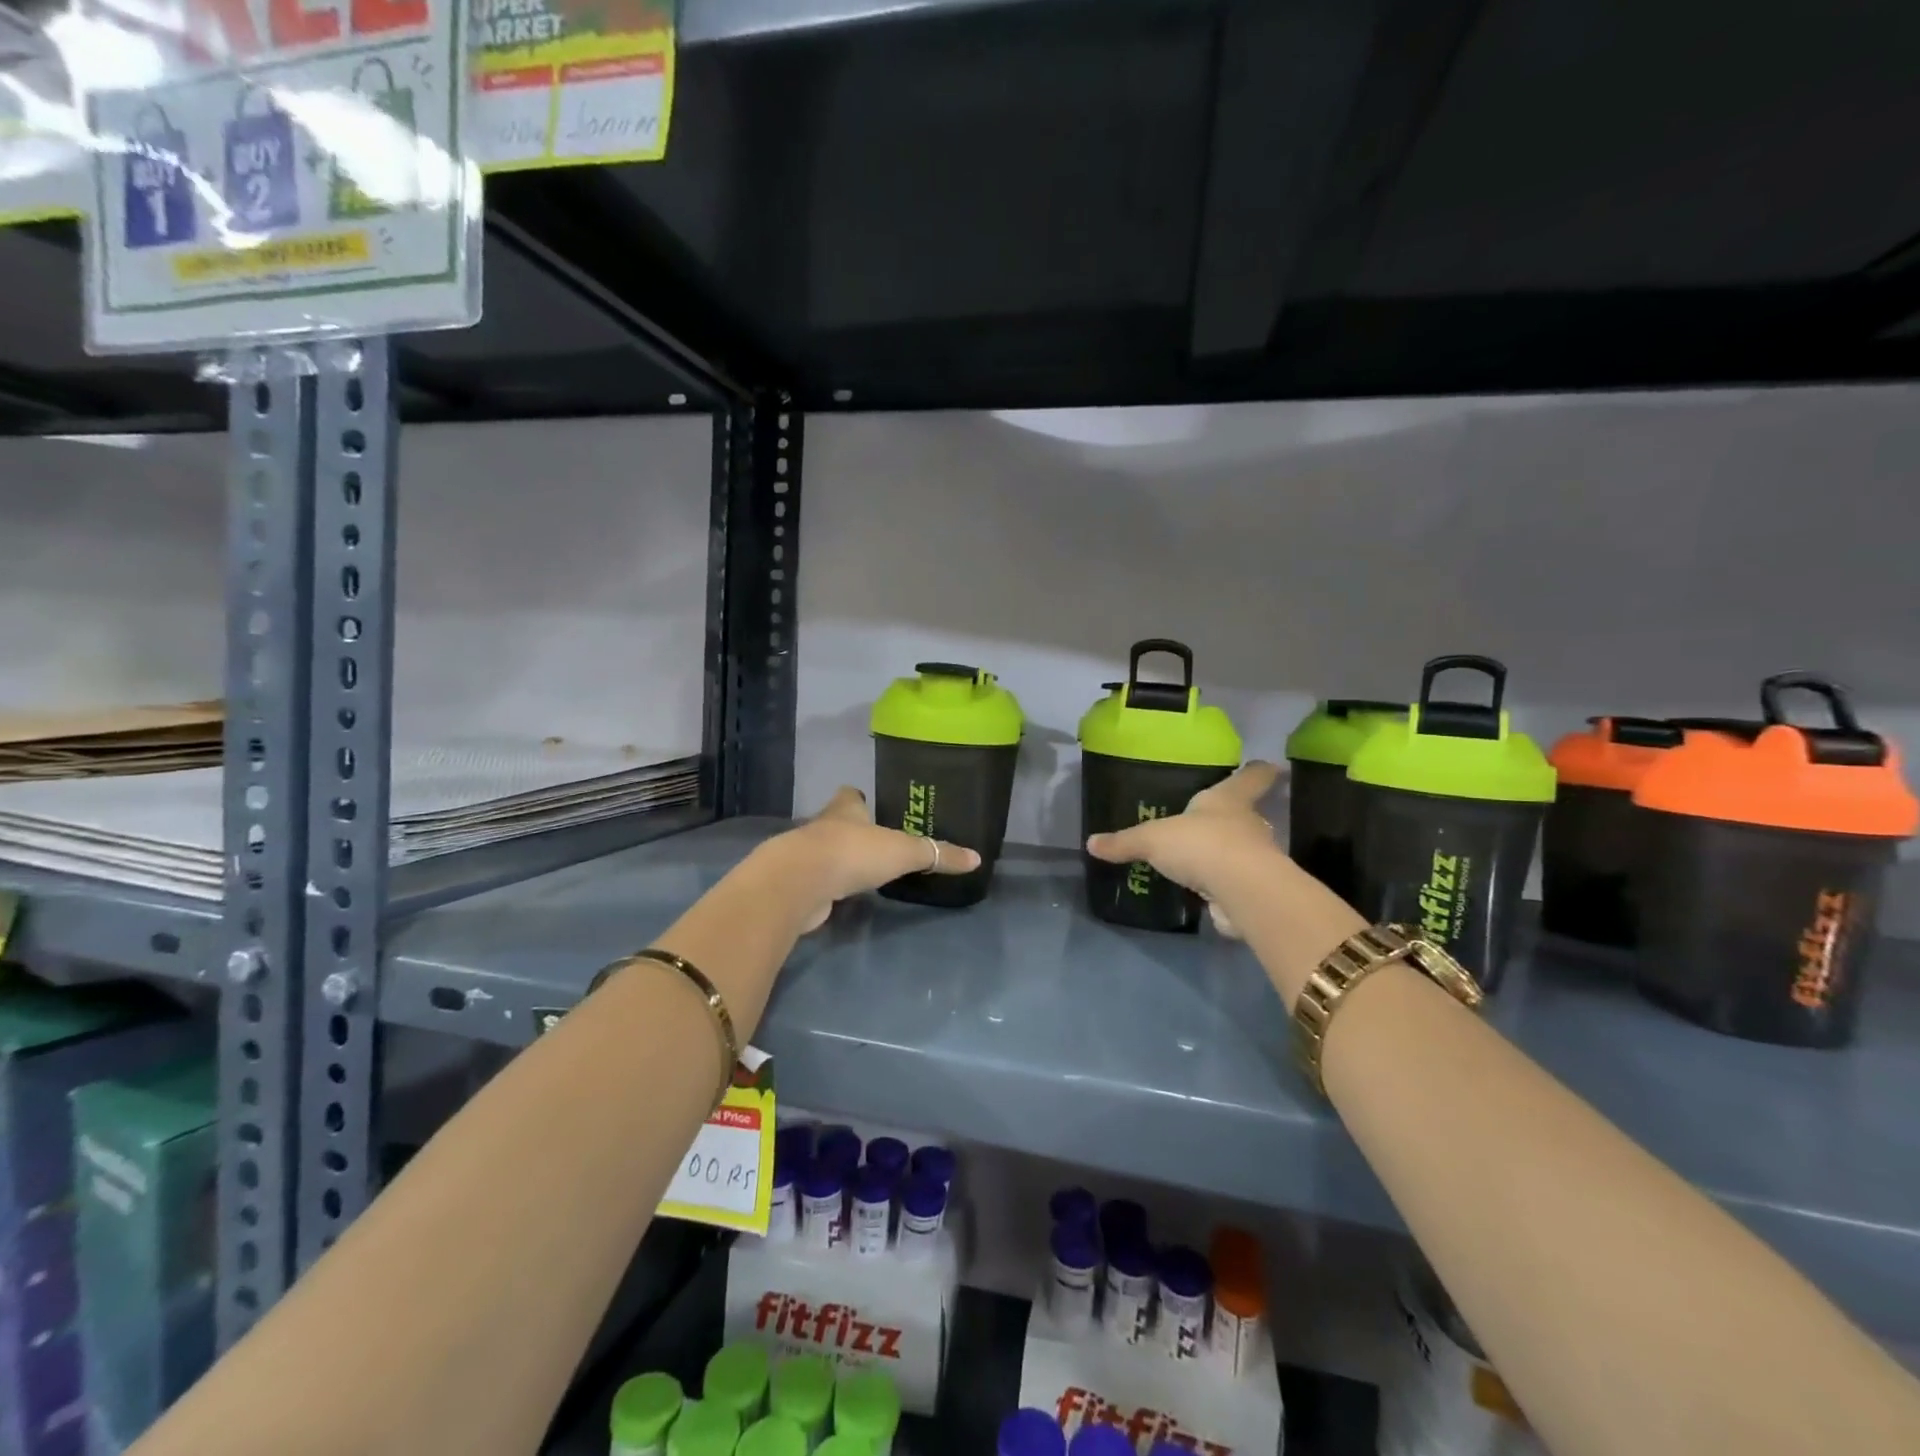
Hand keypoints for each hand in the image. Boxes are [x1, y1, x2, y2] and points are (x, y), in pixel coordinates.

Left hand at [774, 787, 981, 931]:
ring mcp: (807, 856)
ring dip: (842, 861)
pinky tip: (845, 897)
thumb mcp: (903, 851)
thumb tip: (975, 858)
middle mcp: (823, 827)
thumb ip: (937, 854)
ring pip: (827, 853)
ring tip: (866, 872)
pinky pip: (820, 882)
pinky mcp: (799, 885)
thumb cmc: (852, 853)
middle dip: (854, 831)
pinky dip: (831, 888)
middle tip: (878, 843)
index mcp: (845, 810)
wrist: (799, 883)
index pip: (850, 796)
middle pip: (838, 823)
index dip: (859, 799)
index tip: (871, 804)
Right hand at [1085, 761, 1282, 935]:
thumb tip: (1091, 843)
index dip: (1257, 772)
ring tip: (1201, 858)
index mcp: (1229, 799)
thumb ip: (1125, 842)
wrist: (1241, 891)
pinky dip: (1223, 886)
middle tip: (1210, 820)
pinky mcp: (1253, 890)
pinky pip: (1235, 882)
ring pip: (1242, 849)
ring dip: (1227, 853)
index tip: (1266, 766)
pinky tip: (1204, 891)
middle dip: (1232, 817)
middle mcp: (1248, 824)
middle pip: (1247, 814)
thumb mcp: (1152, 839)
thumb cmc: (1201, 845)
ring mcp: (1256, 858)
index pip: (1252, 777)